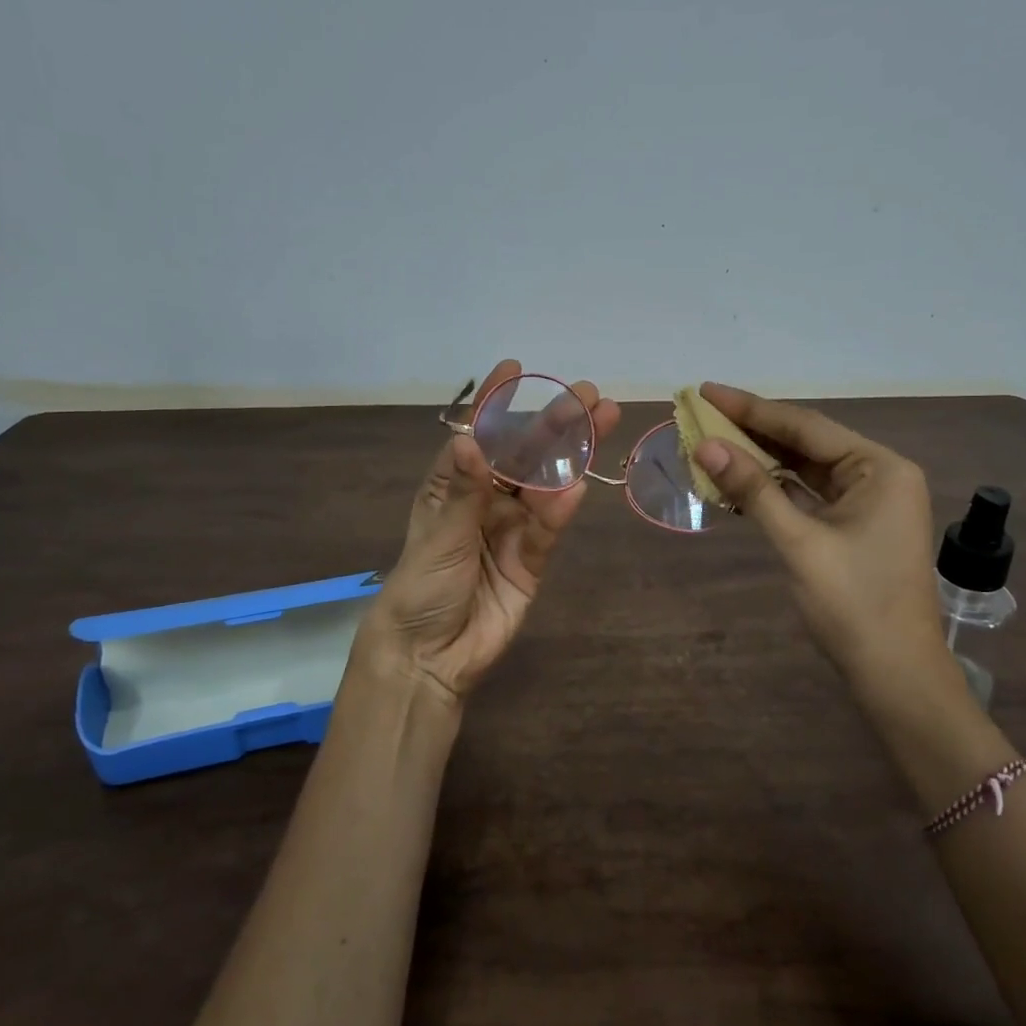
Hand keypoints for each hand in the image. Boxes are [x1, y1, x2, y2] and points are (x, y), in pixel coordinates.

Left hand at [354, 360, 620, 704]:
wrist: (431, 657)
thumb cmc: (421, 587)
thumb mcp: (439, 537)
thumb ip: (464, 491)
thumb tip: (472, 438)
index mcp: (451, 486)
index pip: (478, 435)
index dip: (497, 403)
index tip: (516, 368)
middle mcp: (484, 500)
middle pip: (523, 455)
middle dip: (554, 423)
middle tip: (588, 393)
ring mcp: (511, 528)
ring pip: (545, 484)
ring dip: (572, 455)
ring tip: (603, 420)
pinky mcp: (532, 559)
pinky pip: (549, 528)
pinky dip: (562, 509)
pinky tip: (579, 485)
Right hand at [691, 382, 953, 697]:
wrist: (894, 674)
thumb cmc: (853, 603)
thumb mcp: (799, 541)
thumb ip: (753, 489)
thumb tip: (705, 445)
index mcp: (879, 468)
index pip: (805, 426)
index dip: (751, 408)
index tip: (706, 391)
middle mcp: (878, 475)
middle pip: (805, 442)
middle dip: (753, 430)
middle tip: (701, 412)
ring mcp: (867, 502)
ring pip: (804, 469)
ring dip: (760, 459)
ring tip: (711, 441)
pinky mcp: (854, 526)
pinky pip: (807, 495)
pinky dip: (774, 488)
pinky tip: (738, 480)